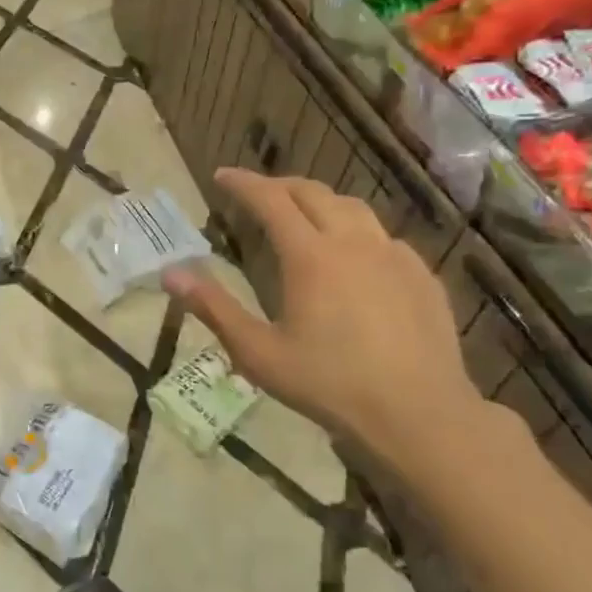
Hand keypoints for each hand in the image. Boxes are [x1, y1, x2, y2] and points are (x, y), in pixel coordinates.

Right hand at [164, 169, 531, 489]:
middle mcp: (353, 242)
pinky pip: (383, 236)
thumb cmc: (330, 385)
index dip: (243, 183)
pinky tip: (354, 256)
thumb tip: (170, 274)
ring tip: (304, 214)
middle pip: (312, 193)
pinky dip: (356, 231)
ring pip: (352, 207)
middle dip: (280, 185)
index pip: (270, 199)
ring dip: (320, 201)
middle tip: (257, 193)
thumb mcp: (259, 353)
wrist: (420, 416)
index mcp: (310, 256)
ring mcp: (393, 256)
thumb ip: (213, 308)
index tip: (221, 176)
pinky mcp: (422, 275)